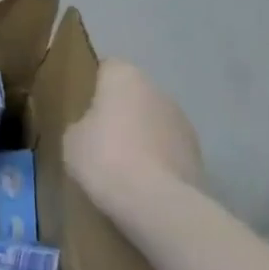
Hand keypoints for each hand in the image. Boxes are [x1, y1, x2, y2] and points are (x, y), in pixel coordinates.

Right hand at [64, 60, 204, 223]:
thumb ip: (82, 124)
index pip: (108, 68)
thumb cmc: (104, 158)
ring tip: (122, 165)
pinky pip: (167, 148)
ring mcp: (182, 121)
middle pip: (133, 95)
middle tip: (99, 138)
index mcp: (124, 78)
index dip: (95, 86)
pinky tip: (142, 181)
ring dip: (141, 135)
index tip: (83, 107)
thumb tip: (93, 128)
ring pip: (153, 121)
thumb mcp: (72, 140)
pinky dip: (157, 158)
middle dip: (120, 111)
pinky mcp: (197, 152)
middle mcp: (158, 90)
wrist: (155, 201)